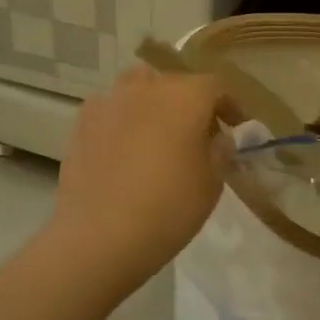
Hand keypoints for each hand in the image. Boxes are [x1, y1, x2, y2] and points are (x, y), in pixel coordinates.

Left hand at [45, 62, 227, 295]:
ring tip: (158, 134)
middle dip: (191, 103)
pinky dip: (123, 118)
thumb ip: (220, 151)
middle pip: (176, 83)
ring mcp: (110, 101)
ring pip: (138, 87)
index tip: (237, 127)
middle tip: (199, 134)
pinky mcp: (82, 122)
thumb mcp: (212, 183)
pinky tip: (124, 147)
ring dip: (154, 103)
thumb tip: (219, 137)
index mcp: (186, 96)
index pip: (216, 86)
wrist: (99, 235)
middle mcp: (147, 87)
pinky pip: (111, 108)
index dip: (230, 105)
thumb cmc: (168, 208)